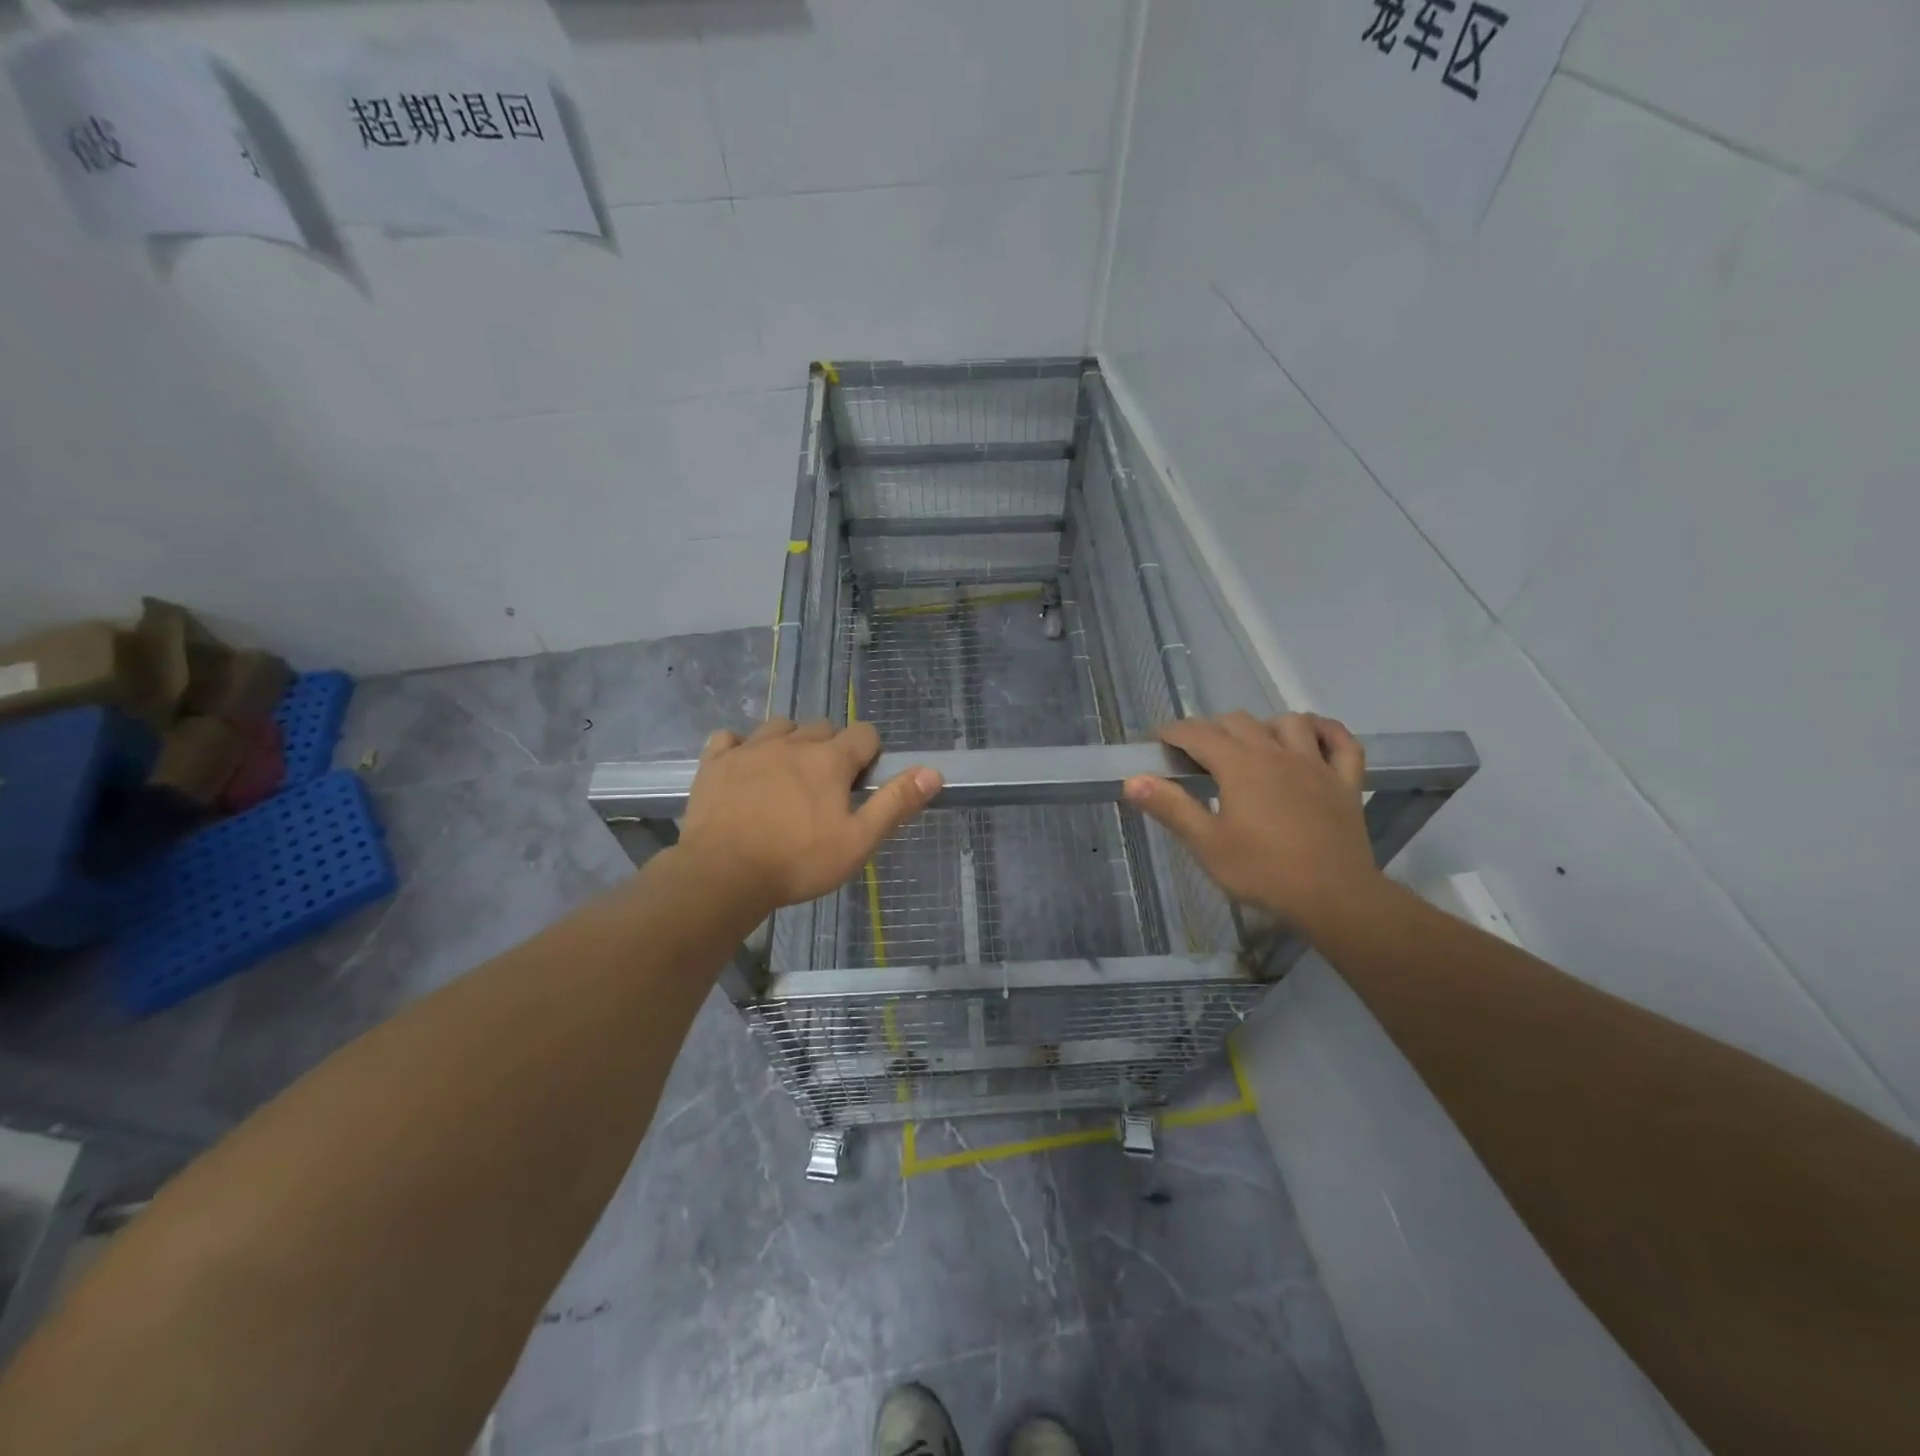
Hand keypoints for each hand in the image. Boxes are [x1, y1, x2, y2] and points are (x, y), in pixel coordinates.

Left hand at [676, 718, 941, 915]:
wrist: (723, 874)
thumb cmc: (798, 861)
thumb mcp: (858, 841)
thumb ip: (896, 803)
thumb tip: (933, 772)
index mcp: (830, 759)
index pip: (864, 734)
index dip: (869, 754)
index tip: (861, 784)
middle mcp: (792, 742)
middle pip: (822, 728)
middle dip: (831, 749)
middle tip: (826, 788)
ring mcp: (750, 748)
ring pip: (779, 727)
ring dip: (790, 742)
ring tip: (787, 776)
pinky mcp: (715, 762)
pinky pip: (730, 738)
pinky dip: (740, 747)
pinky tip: (743, 769)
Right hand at [1123, 711, 1382, 934]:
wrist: (1335, 898)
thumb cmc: (1263, 872)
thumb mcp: (1207, 844)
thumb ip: (1171, 807)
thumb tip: (1133, 779)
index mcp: (1240, 765)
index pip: (1197, 733)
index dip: (1171, 732)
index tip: (1154, 742)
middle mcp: (1276, 753)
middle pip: (1238, 722)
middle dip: (1210, 730)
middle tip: (1194, 756)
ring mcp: (1316, 765)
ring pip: (1288, 723)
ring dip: (1263, 726)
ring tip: (1249, 746)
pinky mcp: (1345, 782)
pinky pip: (1342, 742)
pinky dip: (1326, 731)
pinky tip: (1312, 736)